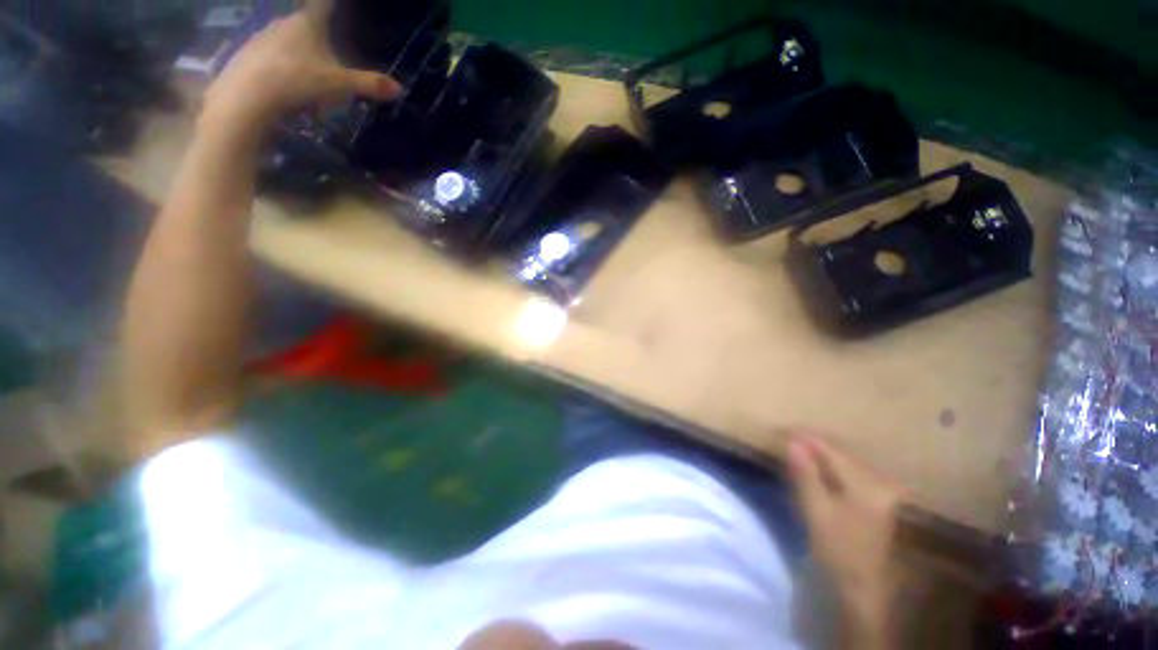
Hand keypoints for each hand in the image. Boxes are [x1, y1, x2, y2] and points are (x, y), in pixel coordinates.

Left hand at [203, 7, 400, 131]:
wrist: (247, 96)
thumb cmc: (298, 80)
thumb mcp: (340, 85)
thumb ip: (368, 84)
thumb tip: (400, 89)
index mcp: (307, 23)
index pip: (323, 5)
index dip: (331, 3)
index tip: (335, 5)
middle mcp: (283, 23)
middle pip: (304, 24)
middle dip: (315, 34)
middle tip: (327, 53)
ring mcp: (261, 37)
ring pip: (285, 40)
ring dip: (295, 52)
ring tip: (307, 75)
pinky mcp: (246, 55)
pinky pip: (268, 55)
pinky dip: (278, 65)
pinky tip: (284, 84)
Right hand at [788, 434, 902, 624]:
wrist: (861, 585)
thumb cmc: (837, 549)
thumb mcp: (816, 511)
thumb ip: (805, 474)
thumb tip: (792, 441)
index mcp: (866, 484)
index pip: (832, 451)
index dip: (806, 438)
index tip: (781, 430)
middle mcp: (879, 481)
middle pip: (842, 453)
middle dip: (813, 444)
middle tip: (785, 438)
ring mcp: (881, 490)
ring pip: (846, 461)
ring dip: (821, 454)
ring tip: (796, 448)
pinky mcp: (878, 498)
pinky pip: (850, 471)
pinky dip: (831, 466)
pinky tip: (816, 466)